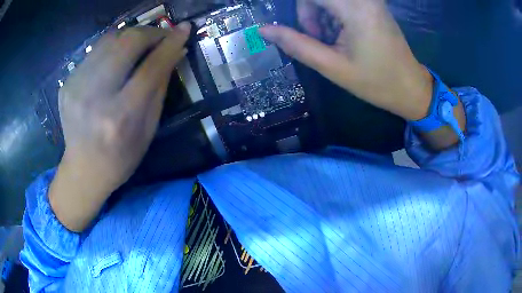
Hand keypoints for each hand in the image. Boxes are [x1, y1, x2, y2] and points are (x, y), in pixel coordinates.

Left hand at [50, 24, 190, 231]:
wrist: (83, 170)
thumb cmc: (121, 157)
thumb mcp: (148, 129)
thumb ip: (160, 87)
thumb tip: (175, 51)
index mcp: (120, 117)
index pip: (151, 67)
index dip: (170, 43)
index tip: (185, 29)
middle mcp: (95, 98)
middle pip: (127, 43)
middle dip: (150, 33)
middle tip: (161, 36)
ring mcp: (76, 87)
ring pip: (109, 39)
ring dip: (130, 37)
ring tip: (140, 45)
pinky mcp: (67, 83)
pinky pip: (94, 51)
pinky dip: (111, 49)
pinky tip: (115, 62)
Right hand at [259, 0, 432, 120]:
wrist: (411, 88)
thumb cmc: (376, 82)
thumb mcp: (332, 67)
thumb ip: (297, 45)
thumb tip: (265, 30)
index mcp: (355, 9)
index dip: (299, 10)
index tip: (299, 30)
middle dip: (308, 12)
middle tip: (316, 37)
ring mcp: (370, 0)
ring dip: (320, 14)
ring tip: (331, 40)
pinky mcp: (373, 5)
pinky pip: (342, 2)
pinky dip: (333, 14)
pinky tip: (341, 34)